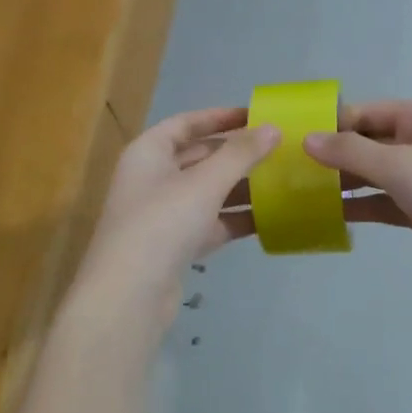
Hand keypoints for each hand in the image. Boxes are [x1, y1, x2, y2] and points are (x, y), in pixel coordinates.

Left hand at [75, 108, 277, 330]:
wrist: (129, 297)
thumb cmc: (162, 224)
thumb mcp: (205, 183)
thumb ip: (241, 154)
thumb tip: (274, 128)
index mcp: (148, 152)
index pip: (186, 123)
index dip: (220, 117)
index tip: (256, 116)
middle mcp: (152, 178)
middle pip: (199, 157)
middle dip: (237, 154)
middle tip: (278, 150)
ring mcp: (163, 214)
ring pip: (208, 192)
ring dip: (241, 187)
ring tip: (282, 182)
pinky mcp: (175, 246)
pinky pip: (211, 223)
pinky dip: (235, 219)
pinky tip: (270, 218)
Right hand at [305, 100, 411, 295]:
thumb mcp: (401, 165)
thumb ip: (352, 151)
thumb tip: (307, 139)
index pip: (368, 112)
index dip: (334, 123)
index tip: (295, 139)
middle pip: (370, 143)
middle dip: (335, 154)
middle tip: (292, 169)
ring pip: (375, 175)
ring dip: (345, 182)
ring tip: (303, 192)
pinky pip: (385, 203)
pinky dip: (361, 207)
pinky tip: (330, 215)